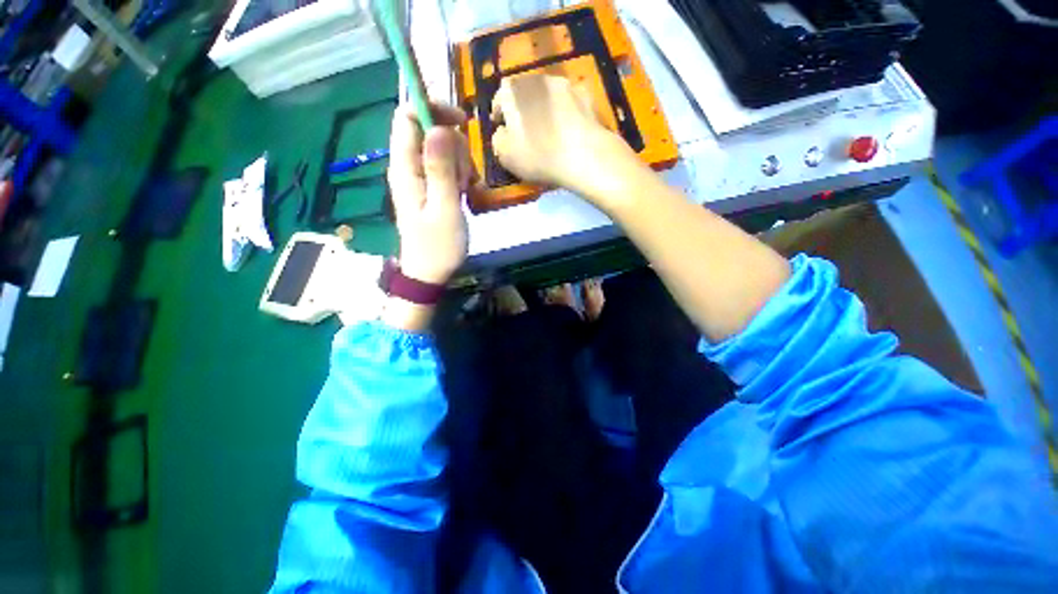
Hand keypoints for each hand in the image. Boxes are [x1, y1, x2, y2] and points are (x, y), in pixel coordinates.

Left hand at [387, 103, 474, 284]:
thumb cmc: (438, 246)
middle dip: (453, 146)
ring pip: (441, 148)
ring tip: (463, 191)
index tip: (461, 122)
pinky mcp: (428, 186)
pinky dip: (459, 174)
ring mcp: (418, 177)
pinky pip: (445, 166)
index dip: (433, 109)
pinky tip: (463, 193)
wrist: (430, 272)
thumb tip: (439, 127)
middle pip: (428, 130)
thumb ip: (441, 169)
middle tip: (462, 178)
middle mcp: (407, 167)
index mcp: (405, 168)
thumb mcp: (445, 208)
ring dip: (459, 163)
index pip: (408, 116)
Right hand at [491, 75, 639, 202]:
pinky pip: (569, 101)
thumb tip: (503, 131)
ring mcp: (563, 83)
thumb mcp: (505, 154)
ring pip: (547, 94)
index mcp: (511, 91)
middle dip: (522, 109)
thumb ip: (497, 139)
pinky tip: (569, 127)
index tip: (503, 130)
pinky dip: (566, 110)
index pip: (499, 99)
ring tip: (549, 128)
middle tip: (526, 130)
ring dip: (545, 107)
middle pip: (523, 93)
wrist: (582, 154)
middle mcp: (536, 78)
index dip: (500, 115)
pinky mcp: (585, 94)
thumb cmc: (537, 155)